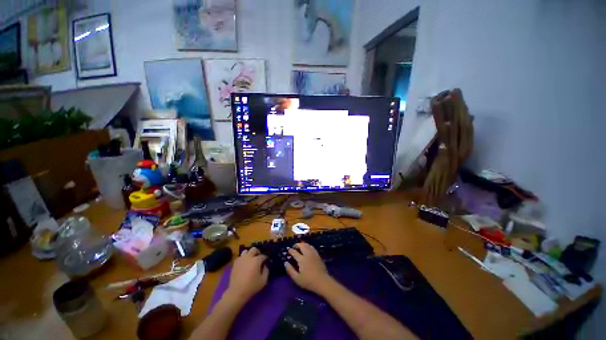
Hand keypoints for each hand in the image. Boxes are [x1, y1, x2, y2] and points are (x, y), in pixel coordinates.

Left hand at [226, 247, 267, 302]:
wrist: (237, 292)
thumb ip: (266, 271)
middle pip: (254, 249)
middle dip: (257, 252)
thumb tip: (265, 265)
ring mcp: (241, 259)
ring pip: (246, 251)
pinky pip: (240, 257)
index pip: (263, 255)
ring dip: (249, 254)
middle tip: (258, 258)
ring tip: (250, 260)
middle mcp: (248, 257)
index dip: (265, 258)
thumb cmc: (251, 286)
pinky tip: (244, 264)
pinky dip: (243, 258)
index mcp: (256, 260)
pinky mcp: (235, 263)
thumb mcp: (263, 280)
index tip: (266, 262)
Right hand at [284, 243, 332, 293]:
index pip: (294, 252)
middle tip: (294, 246)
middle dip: (297, 244)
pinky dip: (308, 246)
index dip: (290, 250)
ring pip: (307, 245)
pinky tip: (307, 248)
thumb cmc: (308, 281)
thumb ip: (290, 270)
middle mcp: (307, 254)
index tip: (288, 249)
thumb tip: (285, 263)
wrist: (322, 281)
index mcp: (301, 259)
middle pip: (301, 245)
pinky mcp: (318, 255)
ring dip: (302, 244)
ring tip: (300, 246)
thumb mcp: (297, 278)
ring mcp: (313, 253)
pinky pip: (312, 247)